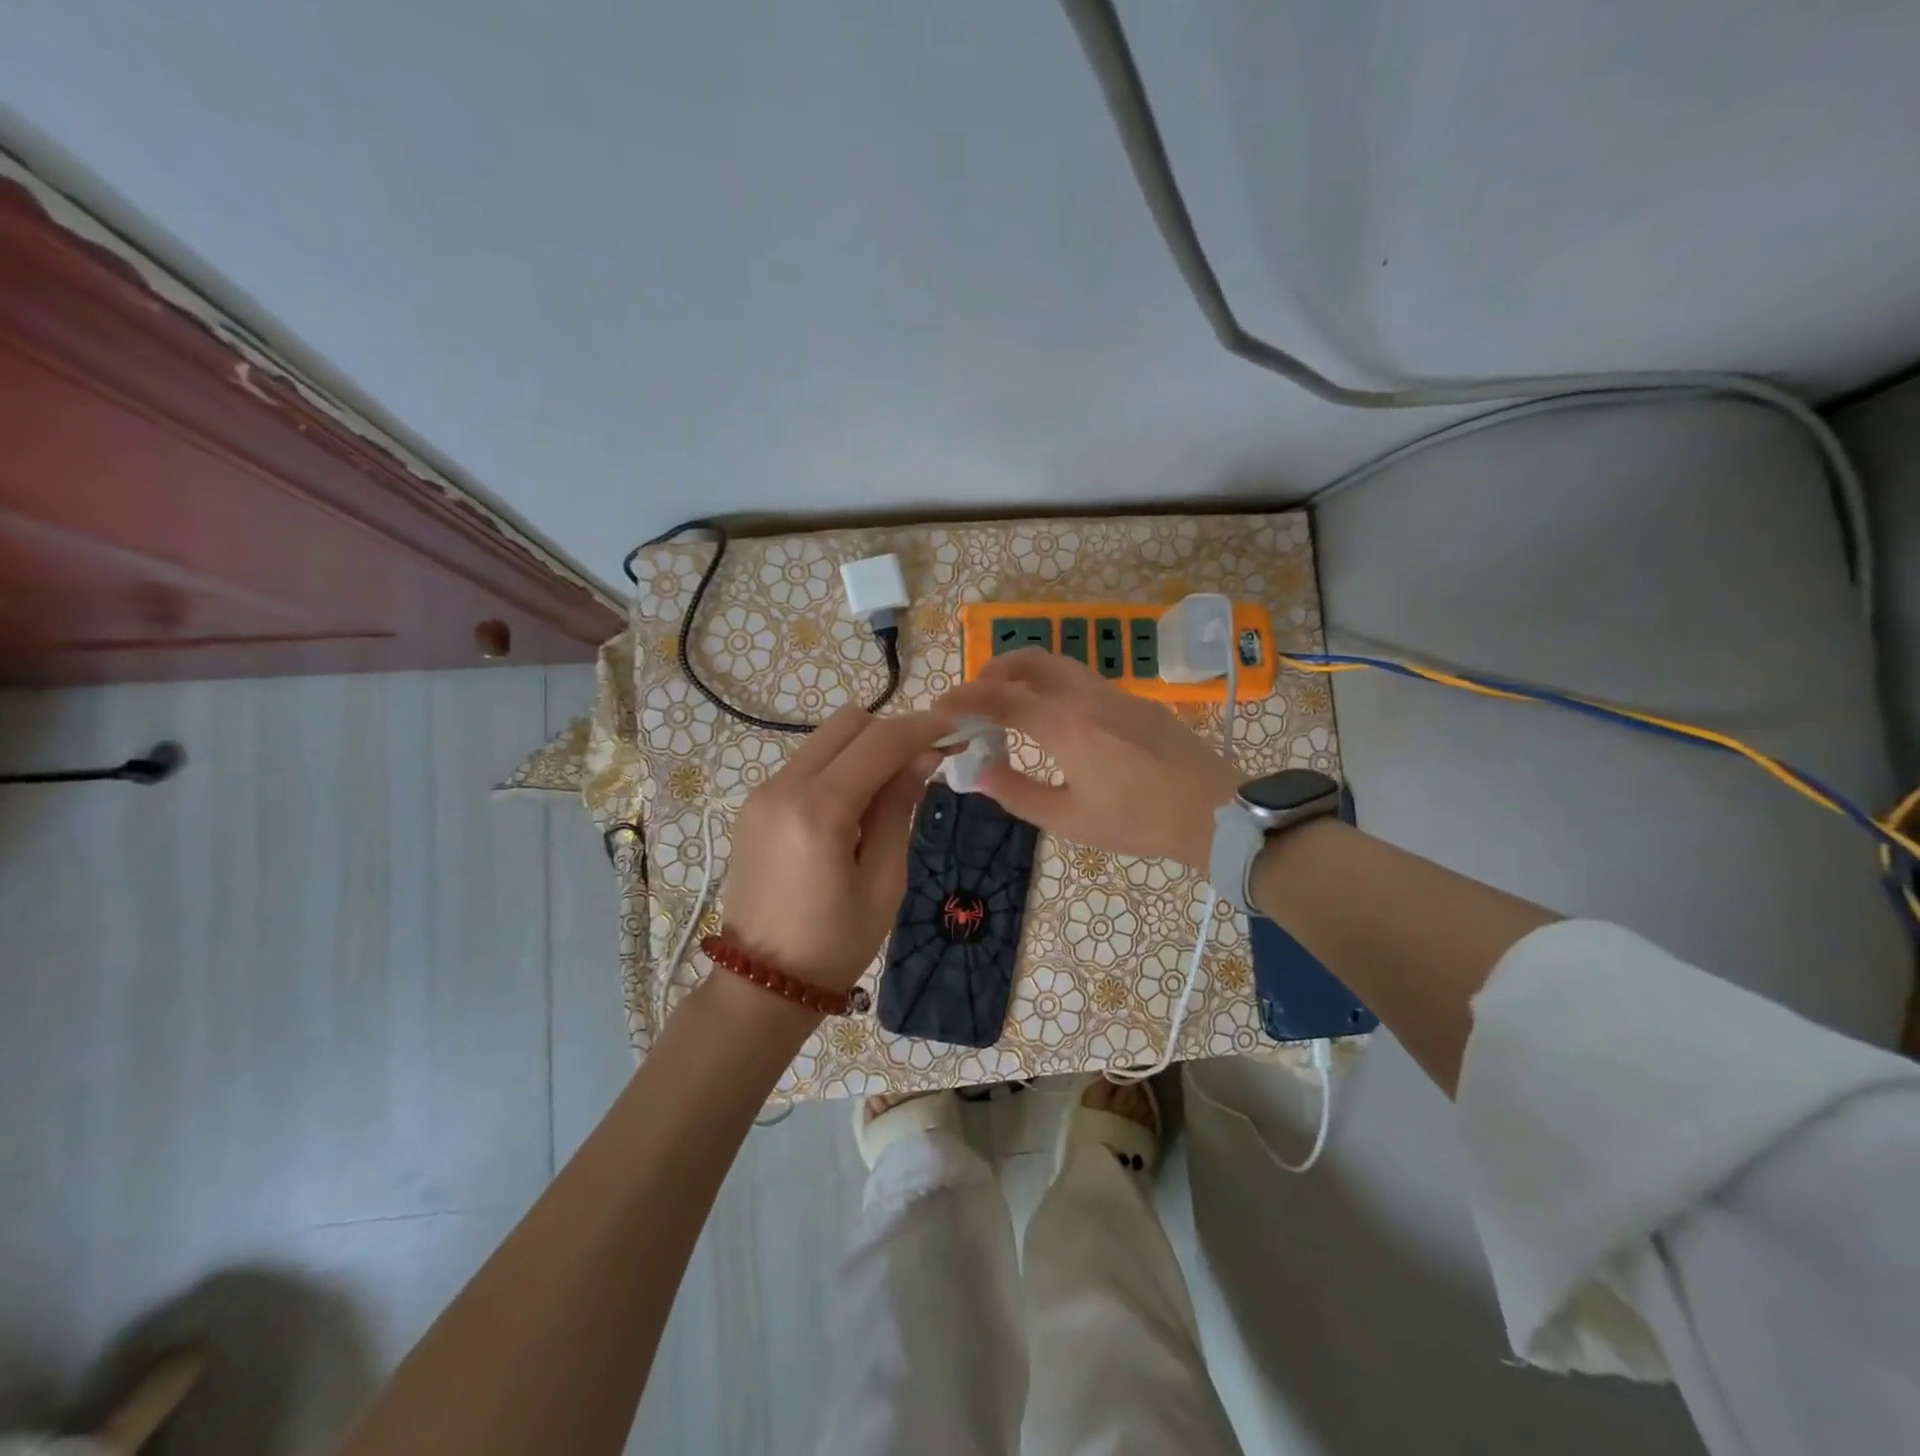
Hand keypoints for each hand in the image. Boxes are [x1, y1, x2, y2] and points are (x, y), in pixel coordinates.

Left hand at [721, 706, 948, 992]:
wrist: (762, 982)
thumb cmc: (835, 943)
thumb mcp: (884, 880)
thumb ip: (900, 808)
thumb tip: (923, 757)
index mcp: (818, 810)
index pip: (879, 741)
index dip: (923, 728)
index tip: (956, 728)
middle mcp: (782, 786)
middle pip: (848, 724)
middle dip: (892, 733)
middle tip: (925, 762)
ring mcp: (762, 793)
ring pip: (826, 740)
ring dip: (865, 750)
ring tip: (893, 790)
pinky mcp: (755, 805)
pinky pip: (807, 764)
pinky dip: (840, 768)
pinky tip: (857, 806)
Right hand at [936, 650, 1241, 870]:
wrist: (1213, 810)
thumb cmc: (1137, 821)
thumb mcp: (1069, 820)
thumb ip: (1017, 793)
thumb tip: (978, 773)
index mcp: (1064, 724)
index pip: (1000, 697)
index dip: (964, 698)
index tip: (940, 708)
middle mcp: (1085, 696)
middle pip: (1029, 660)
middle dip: (993, 671)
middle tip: (975, 700)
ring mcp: (1113, 693)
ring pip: (1058, 663)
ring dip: (1024, 674)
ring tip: (1010, 705)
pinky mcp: (1133, 700)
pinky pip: (1081, 678)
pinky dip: (1052, 685)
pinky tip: (1055, 719)